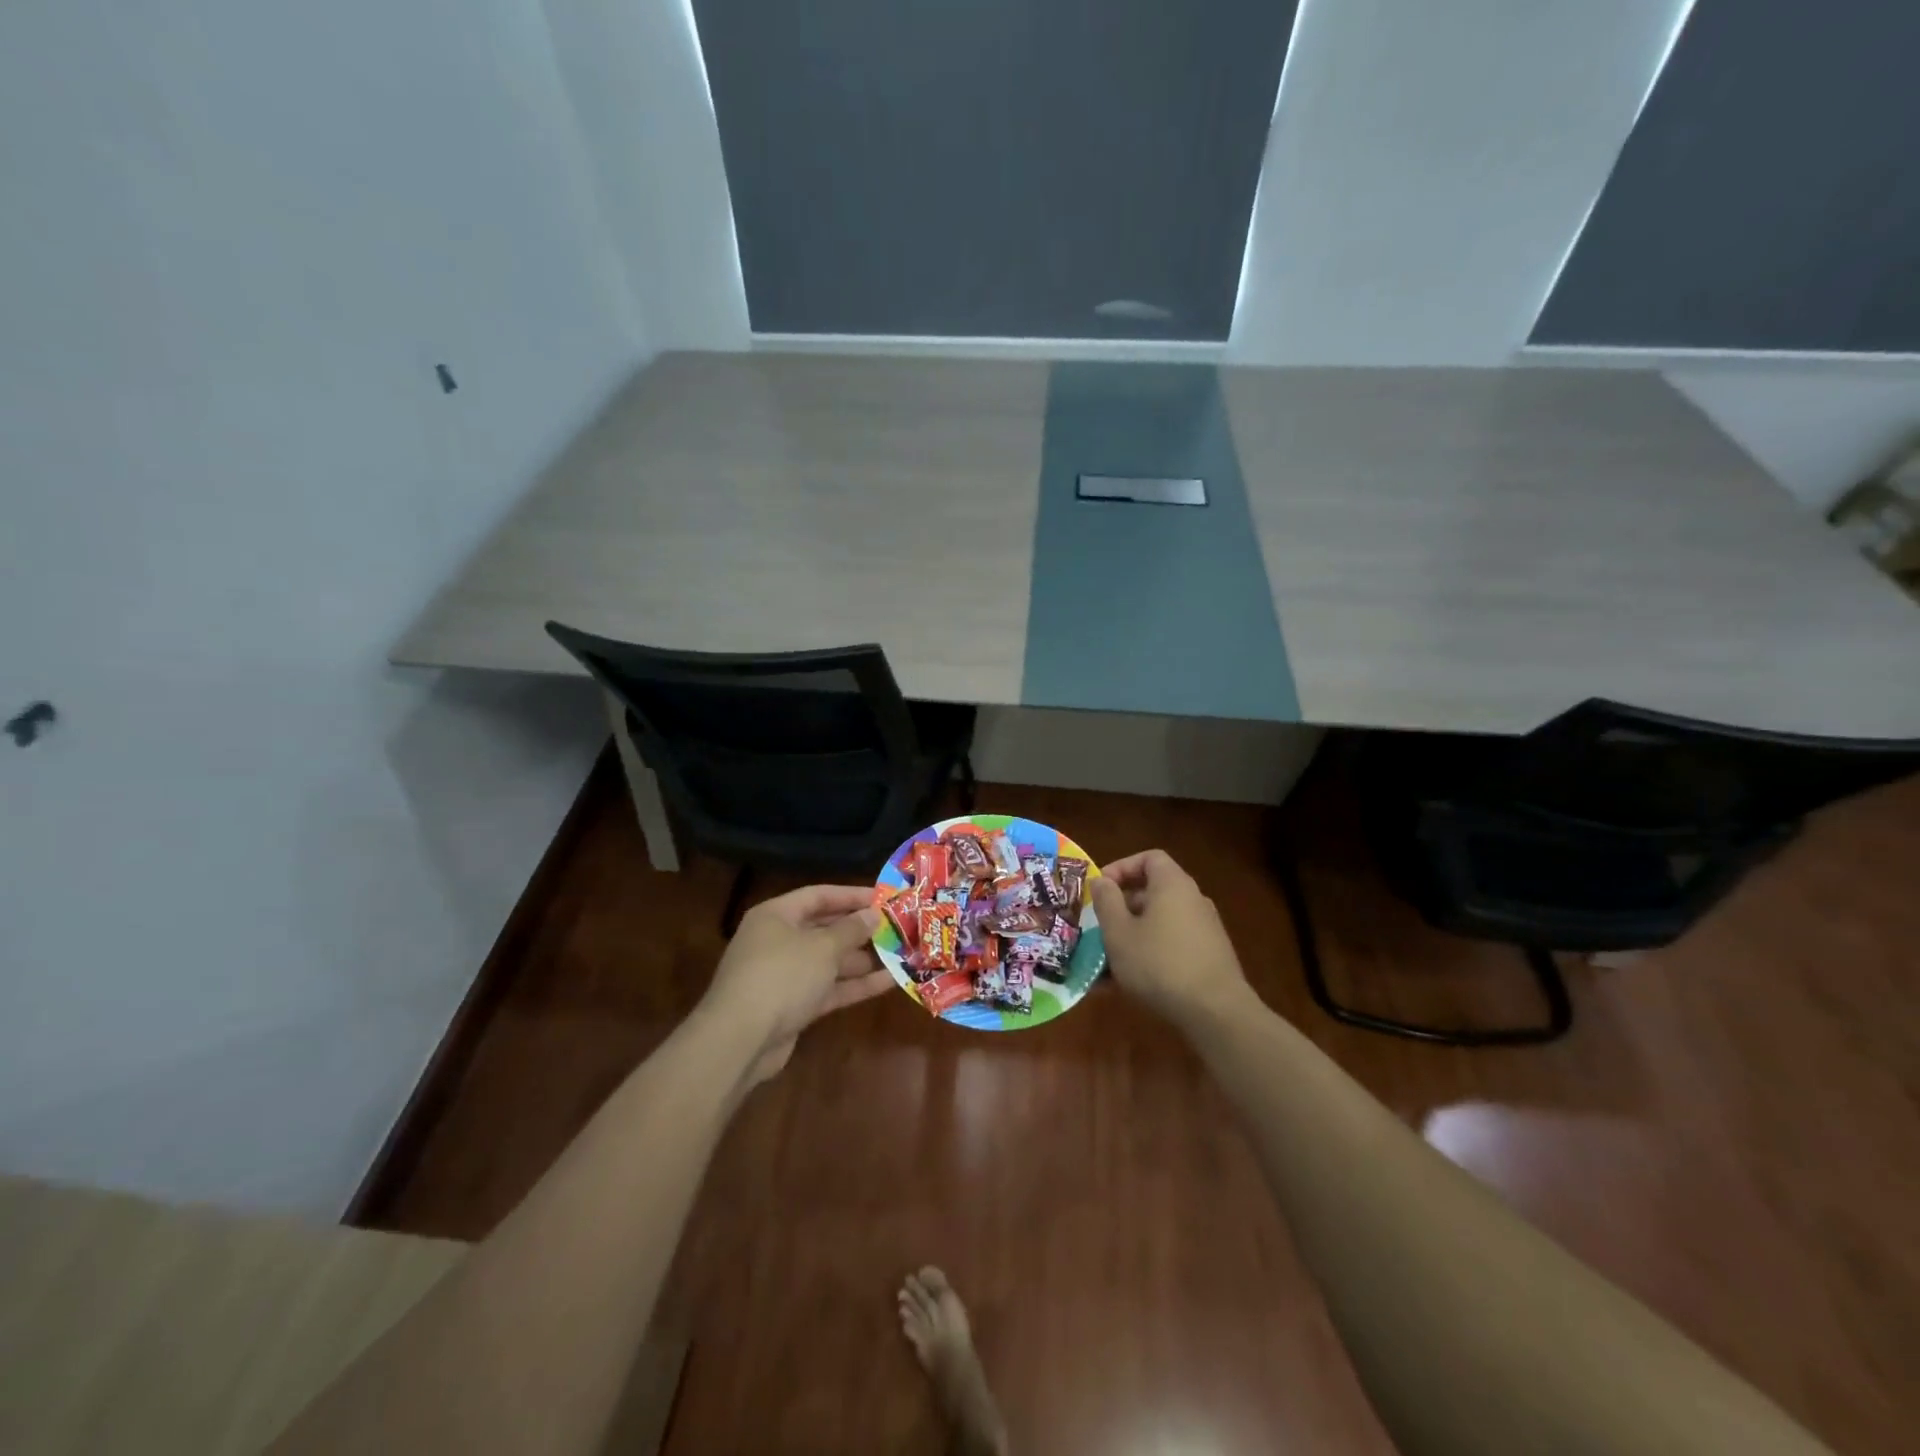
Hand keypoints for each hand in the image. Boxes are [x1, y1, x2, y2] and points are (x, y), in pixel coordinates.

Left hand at [700, 884, 888, 1084]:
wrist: (740, 1040)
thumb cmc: (782, 976)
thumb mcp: (823, 947)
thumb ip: (851, 930)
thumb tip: (873, 915)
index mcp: (776, 916)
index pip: (819, 895)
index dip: (852, 895)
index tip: (885, 897)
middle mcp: (778, 941)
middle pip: (825, 928)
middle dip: (860, 929)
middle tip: (897, 927)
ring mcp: (785, 976)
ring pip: (829, 961)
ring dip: (863, 958)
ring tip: (900, 953)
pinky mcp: (793, 1006)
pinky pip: (828, 988)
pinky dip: (855, 984)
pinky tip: (889, 982)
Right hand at [1091, 849, 1250, 1029]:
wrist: (1216, 1013)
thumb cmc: (1159, 964)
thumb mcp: (1119, 932)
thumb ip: (1106, 901)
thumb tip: (1101, 881)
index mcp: (1173, 885)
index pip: (1149, 858)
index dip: (1121, 868)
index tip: (1100, 889)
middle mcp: (1193, 900)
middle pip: (1152, 892)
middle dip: (1121, 909)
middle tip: (1099, 929)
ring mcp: (1204, 930)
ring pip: (1158, 924)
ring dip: (1131, 937)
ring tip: (1105, 965)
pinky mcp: (1208, 957)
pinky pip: (1171, 946)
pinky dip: (1149, 955)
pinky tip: (1127, 985)